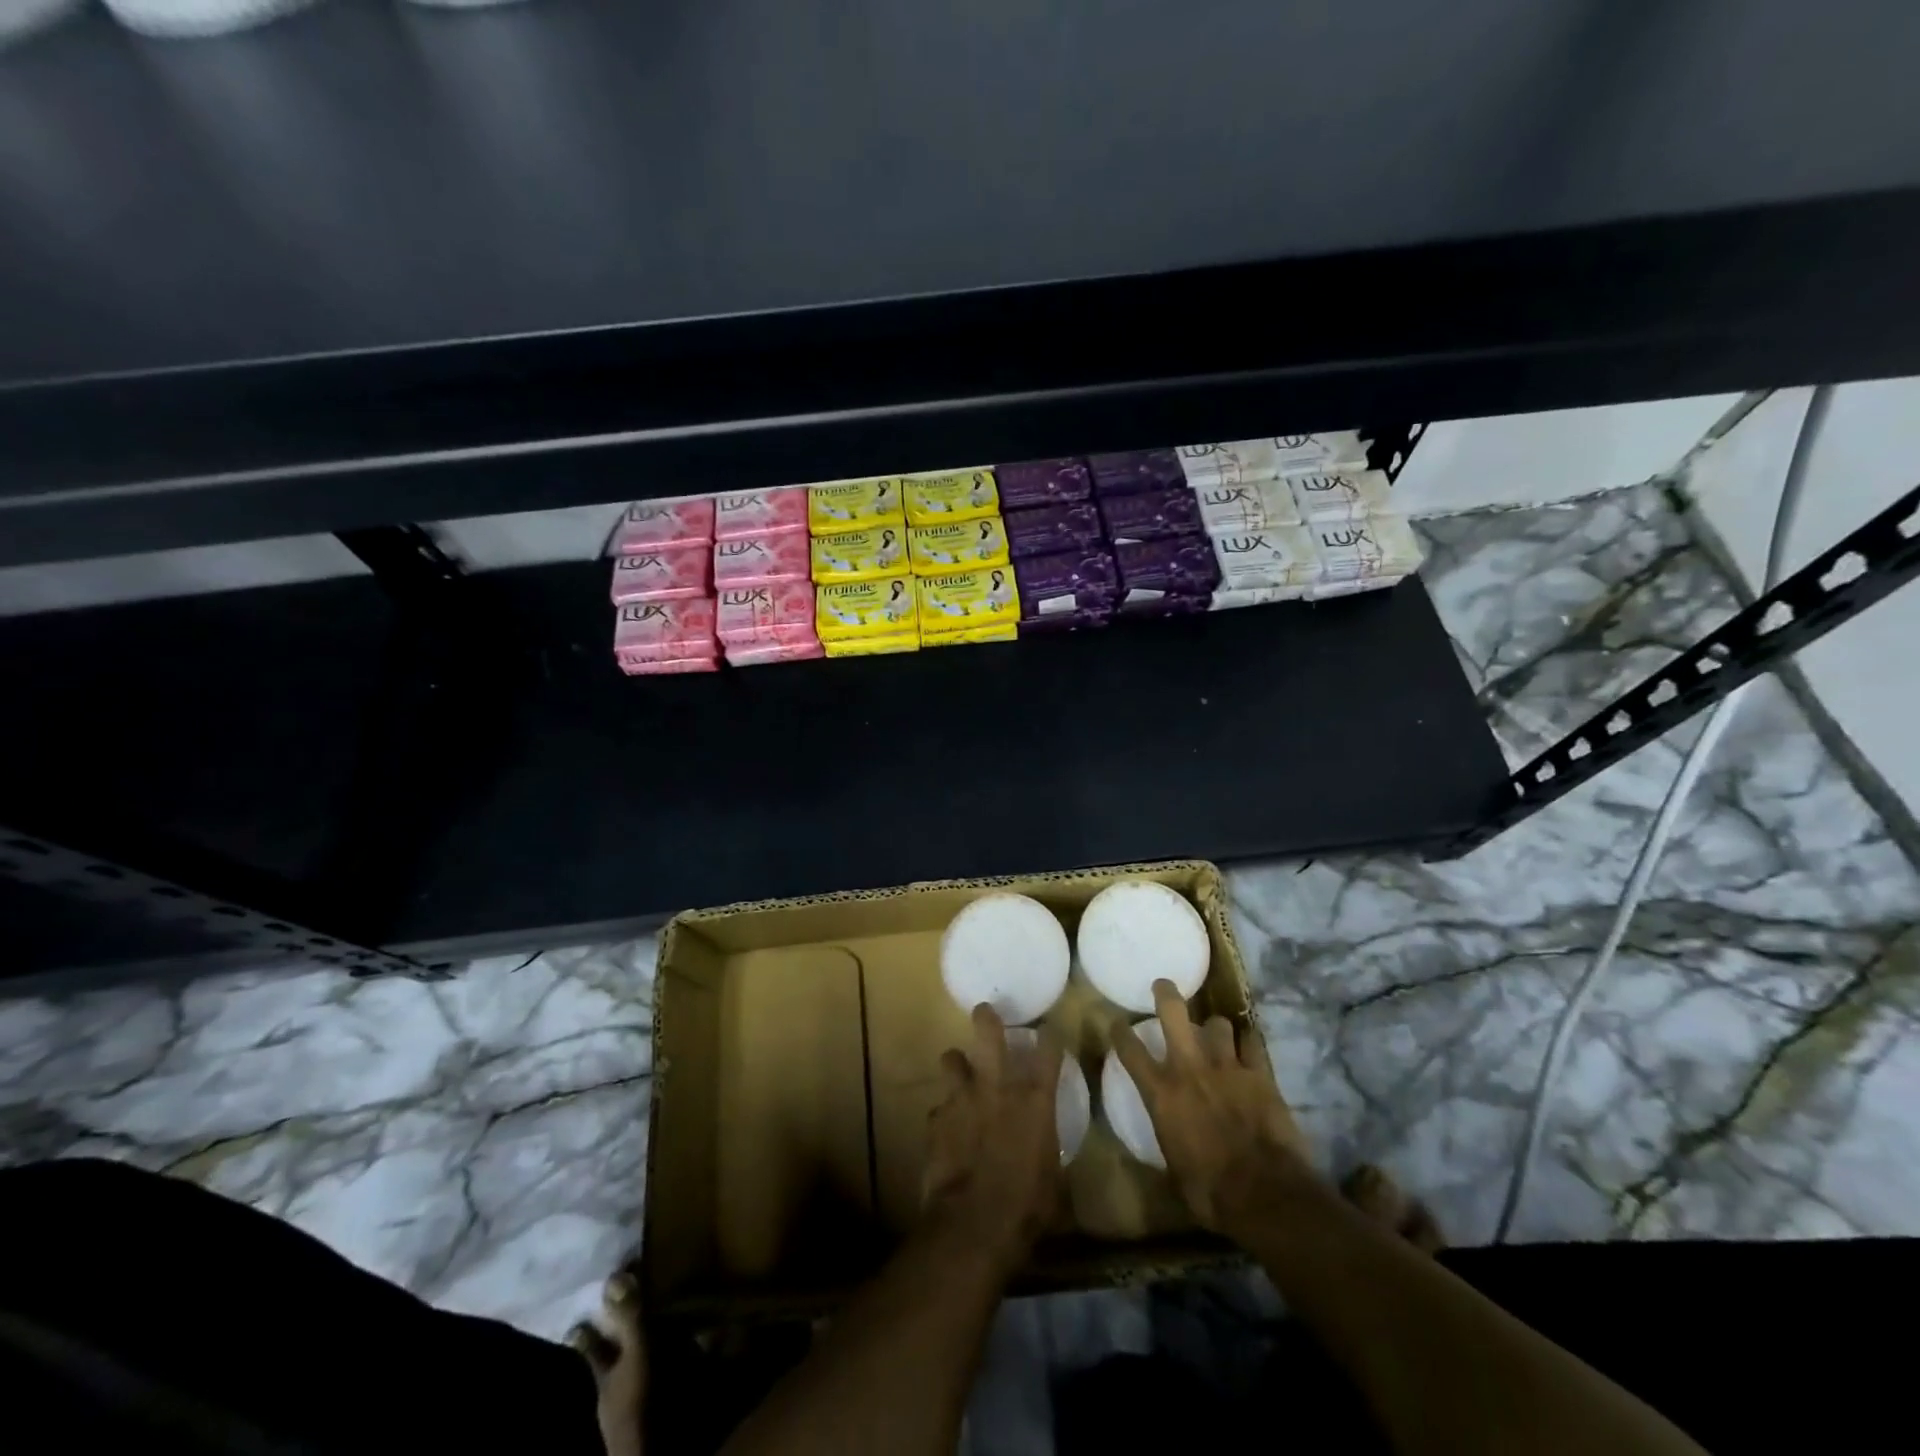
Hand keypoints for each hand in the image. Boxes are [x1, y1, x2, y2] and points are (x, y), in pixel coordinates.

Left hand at [922, 1004, 1064, 1270]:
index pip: (1048, 1052)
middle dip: (986, 1019)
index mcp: (1036, 1101)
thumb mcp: (1053, 1180)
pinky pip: (939, 1108)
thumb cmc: (1027, 1207)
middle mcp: (998, 1088)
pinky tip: (946, 1130)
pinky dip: (944, 1116)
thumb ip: (1047, 1152)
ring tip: (958, 1072)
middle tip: (984, 1012)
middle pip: (989, 1034)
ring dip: (956, 1064)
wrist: (974, 1225)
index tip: (1049, 1032)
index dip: (1049, 1038)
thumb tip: (1045, 1152)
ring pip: (952, 1059)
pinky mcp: (936, 1120)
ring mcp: (962, 1099)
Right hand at [1111, 980, 1312, 1234]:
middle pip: (1173, 1012)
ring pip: (1218, 1023)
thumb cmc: (1210, 1192)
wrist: (1265, 1194)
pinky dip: (1248, 1044)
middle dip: (1166, 994)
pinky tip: (1248, 1048)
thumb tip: (1158, 1150)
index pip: (1129, 1050)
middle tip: (1163, 986)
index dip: (1119, 1031)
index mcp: (1161, 1093)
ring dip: (1215, 1028)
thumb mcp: (1173, 1172)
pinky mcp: (1260, 1073)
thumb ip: (1165, 1146)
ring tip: (1216, 1034)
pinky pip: (1252, 1043)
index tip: (1115, 1021)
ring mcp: (1227, 1066)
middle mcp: (1189, 1068)